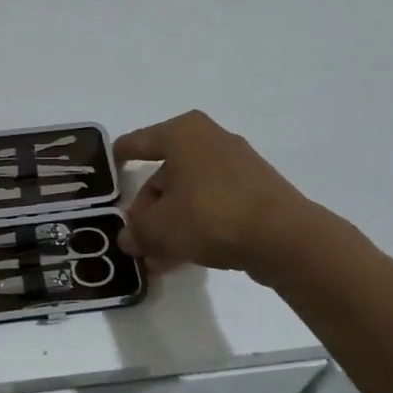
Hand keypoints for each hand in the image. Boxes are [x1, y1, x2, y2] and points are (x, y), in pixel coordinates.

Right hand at [113, 111, 324, 278]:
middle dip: (148, 209)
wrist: (284, 237)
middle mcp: (209, 140)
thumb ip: (138, 231)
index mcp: (182, 133)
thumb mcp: (161, 227)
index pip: (138, 142)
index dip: (120, 158)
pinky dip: (196, 226)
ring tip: (155, 259)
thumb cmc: (211, 214)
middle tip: (136, 239)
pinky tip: (183, 257)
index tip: (108, 173)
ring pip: (189, 194)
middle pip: (165, 174)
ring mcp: (237, 165)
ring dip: (170, 224)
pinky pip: (213, 205)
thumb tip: (128, 238)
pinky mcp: (256, 191)